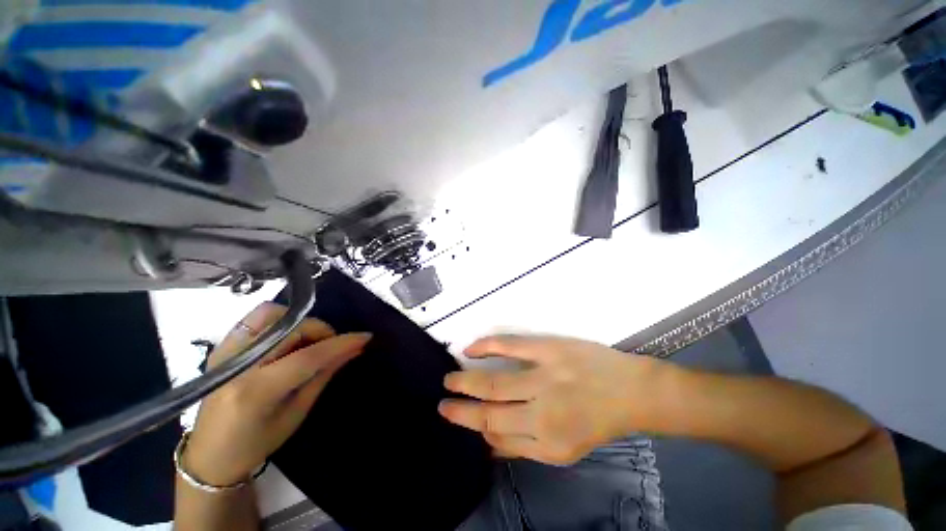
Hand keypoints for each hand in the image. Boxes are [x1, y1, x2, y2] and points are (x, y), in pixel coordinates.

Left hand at [183, 303, 370, 485]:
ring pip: (271, 313)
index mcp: (255, 391)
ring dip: (299, 322)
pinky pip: (257, 319)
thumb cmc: (256, 444)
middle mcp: (237, 365)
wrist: (208, 456)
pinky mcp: (222, 346)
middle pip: (291, 328)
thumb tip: (354, 349)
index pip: (307, 356)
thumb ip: (324, 375)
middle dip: (321, 331)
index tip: (365, 337)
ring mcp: (225, 351)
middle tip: (331, 346)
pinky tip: (288, 340)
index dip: (340, 343)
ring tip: (308, 341)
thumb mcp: (297, 413)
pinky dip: (281, 322)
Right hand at [438, 335, 672, 465]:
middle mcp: (542, 411)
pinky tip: (471, 348)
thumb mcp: (563, 450)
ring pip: (495, 381)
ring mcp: (545, 376)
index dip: (468, 424)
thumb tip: (487, 444)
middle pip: (490, 409)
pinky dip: (487, 346)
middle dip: (460, 407)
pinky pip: (511, 345)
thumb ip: (522, 448)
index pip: (494, 433)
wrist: (630, 391)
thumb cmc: (596, 422)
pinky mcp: (549, 349)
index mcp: (546, 439)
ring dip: (466, 380)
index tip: (449, 415)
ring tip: (449, 379)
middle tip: (441, 400)